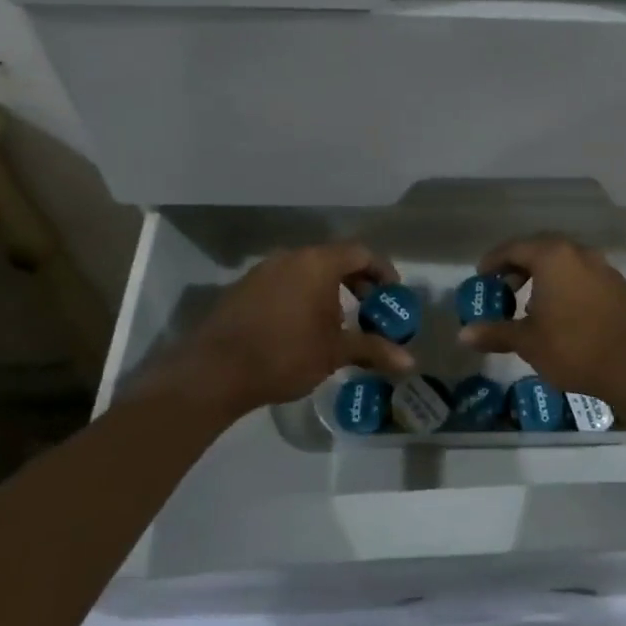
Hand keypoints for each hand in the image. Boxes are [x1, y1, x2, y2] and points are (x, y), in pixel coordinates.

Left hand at [148, 242, 413, 416]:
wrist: (213, 372)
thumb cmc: (284, 354)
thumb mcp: (335, 352)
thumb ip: (374, 350)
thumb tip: (411, 363)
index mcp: (317, 263)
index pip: (361, 253)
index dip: (382, 271)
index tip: (392, 295)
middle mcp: (290, 257)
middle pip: (334, 259)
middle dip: (357, 282)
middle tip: (370, 308)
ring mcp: (262, 271)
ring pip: (307, 271)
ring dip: (328, 290)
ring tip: (338, 321)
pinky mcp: (243, 289)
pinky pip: (284, 283)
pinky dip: (302, 296)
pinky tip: (302, 327)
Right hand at [458, 236, 625, 401]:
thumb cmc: (573, 348)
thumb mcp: (527, 342)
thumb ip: (495, 332)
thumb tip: (463, 335)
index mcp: (553, 257)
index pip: (514, 248)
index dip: (493, 261)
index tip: (481, 277)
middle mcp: (579, 253)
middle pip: (541, 249)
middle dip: (519, 266)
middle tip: (505, 288)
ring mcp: (603, 267)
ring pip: (565, 262)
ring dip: (545, 276)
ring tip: (532, 304)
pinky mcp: (619, 286)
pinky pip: (584, 276)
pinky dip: (567, 285)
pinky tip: (563, 312)